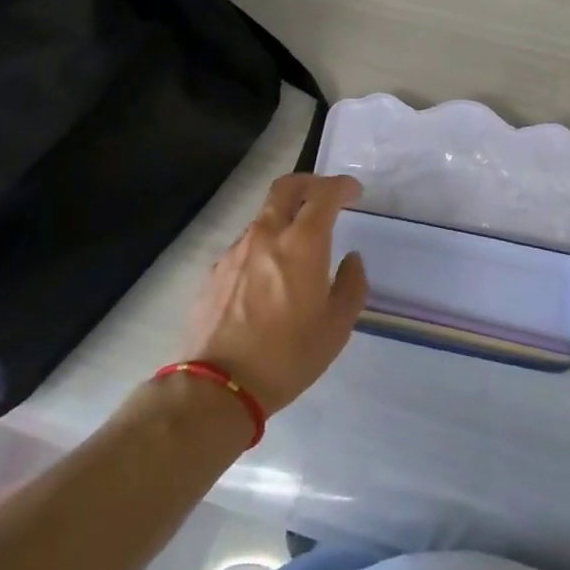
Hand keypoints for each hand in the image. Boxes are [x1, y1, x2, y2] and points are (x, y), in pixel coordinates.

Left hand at [181, 174, 368, 415]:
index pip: (324, 194)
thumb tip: (352, 260)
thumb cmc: (287, 356)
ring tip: (299, 245)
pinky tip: (270, 276)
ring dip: (286, 217)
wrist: (217, 386)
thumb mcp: (337, 327)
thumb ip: (352, 285)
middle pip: (287, 187)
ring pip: (265, 216)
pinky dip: (265, 244)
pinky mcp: (215, 270)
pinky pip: (247, 244)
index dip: (341, 186)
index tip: (353, 193)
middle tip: (326, 196)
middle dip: (310, 183)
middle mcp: (267, 235)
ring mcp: (236, 250)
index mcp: (302, 243)